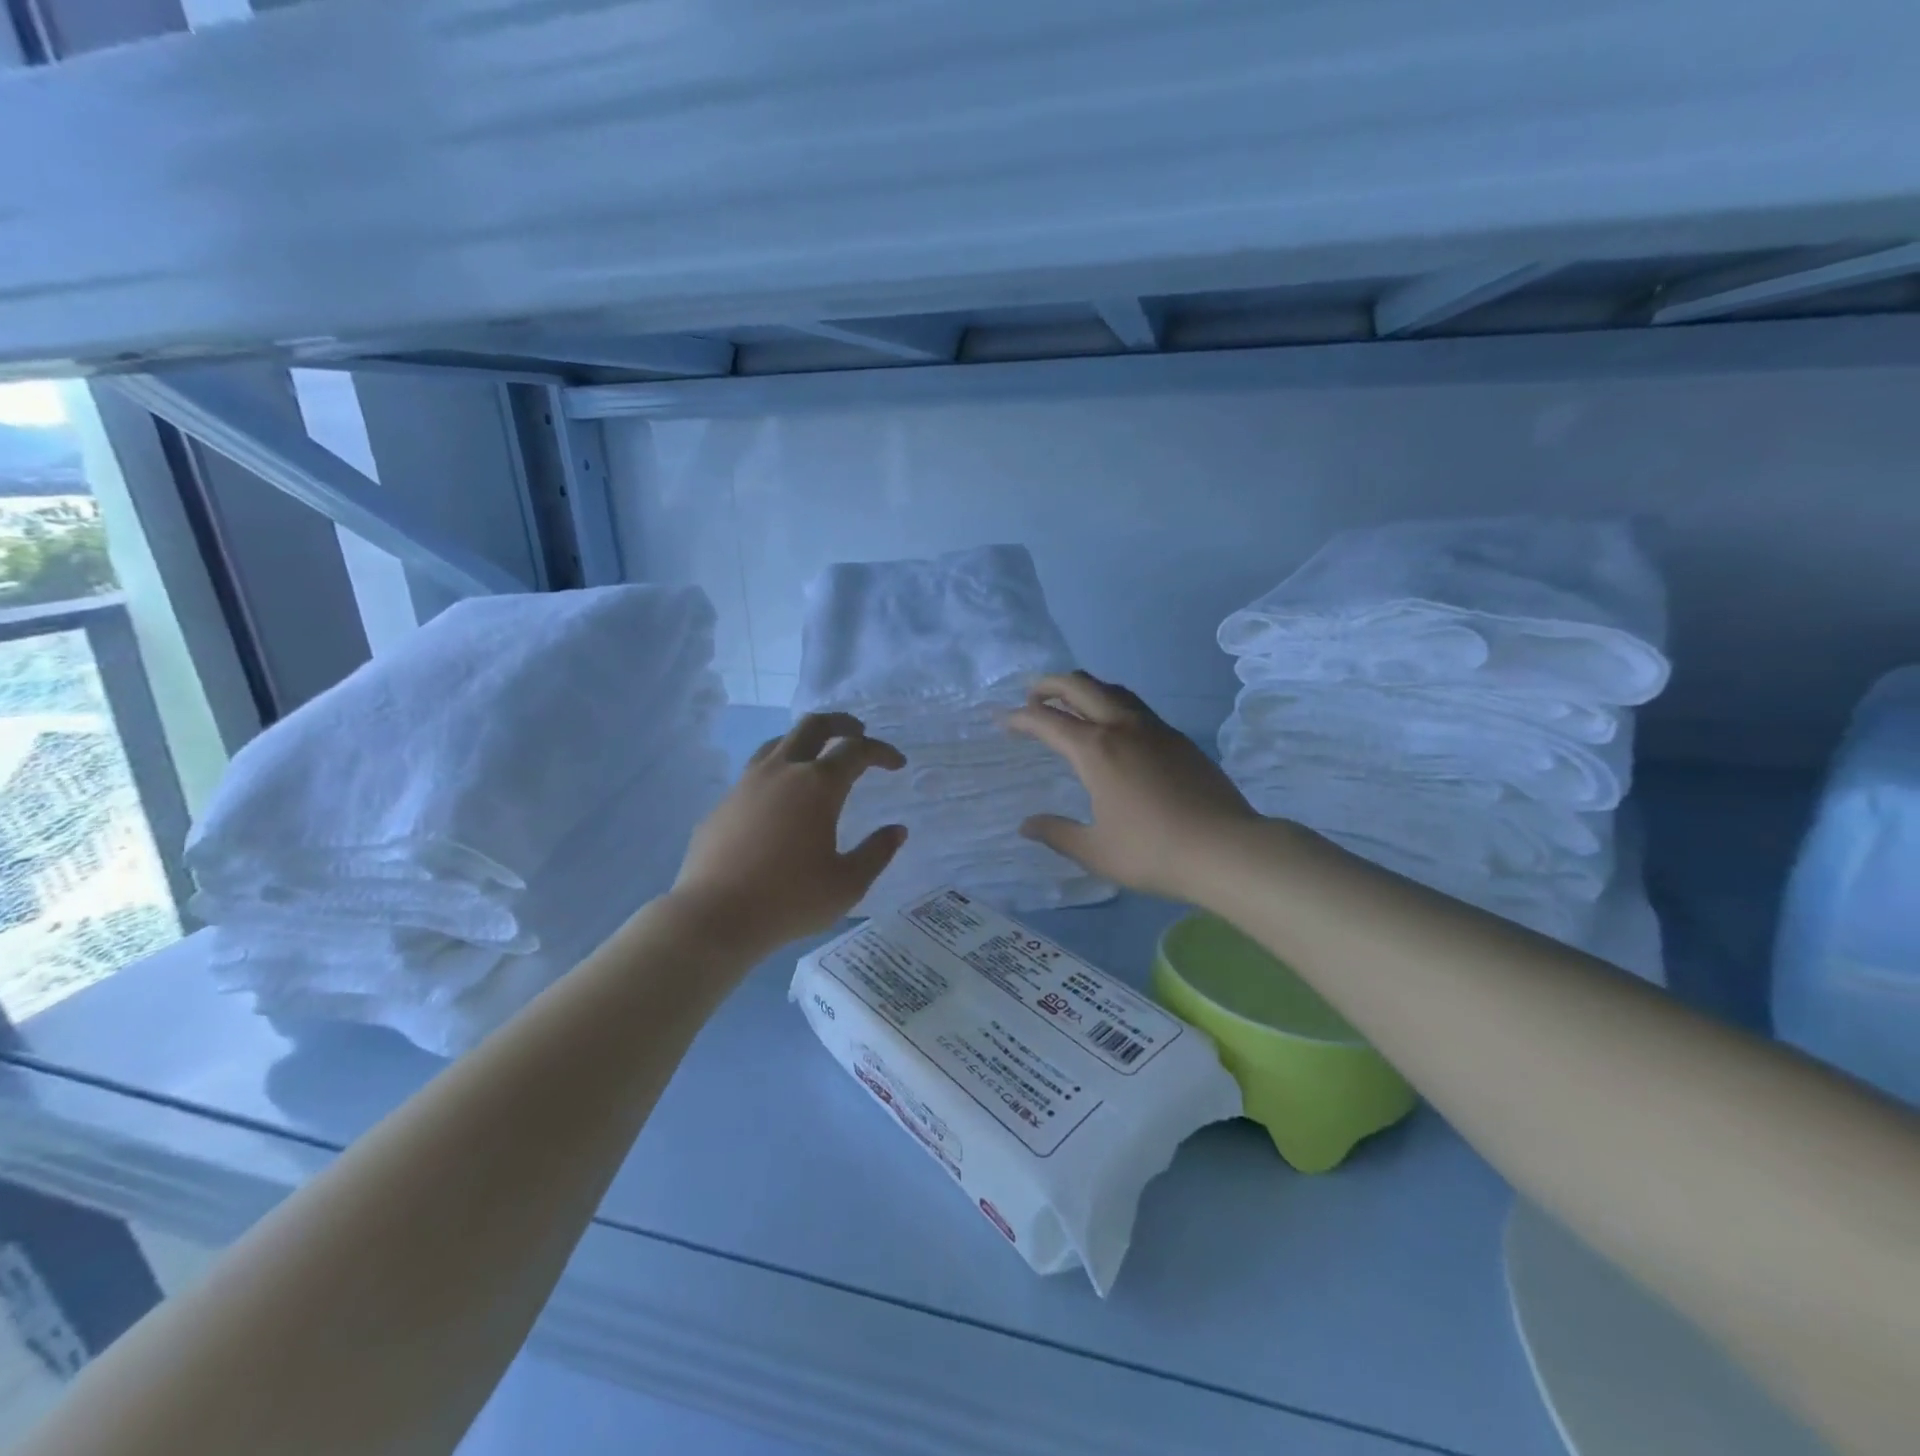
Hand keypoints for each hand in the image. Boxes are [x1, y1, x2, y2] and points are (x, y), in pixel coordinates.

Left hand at [669, 713, 907, 954]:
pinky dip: (777, 773)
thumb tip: (897, 830)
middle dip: (841, 723)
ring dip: (804, 742)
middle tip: (858, 732)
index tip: (896, 764)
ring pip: (778, 743)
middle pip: (813, 726)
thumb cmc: (790, 900)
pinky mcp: (722, 804)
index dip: (881, 751)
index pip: (856, 750)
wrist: (713, 916)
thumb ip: (876, 853)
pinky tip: (779, 801)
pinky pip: (754, 773)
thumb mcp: (847, 884)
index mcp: (818, 785)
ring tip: (817, 758)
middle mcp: (782, 772)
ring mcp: (746, 784)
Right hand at [1007, 672, 1259, 901]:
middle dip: (1049, 685)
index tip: (1003, 720)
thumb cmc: (1153, 852)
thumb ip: (1057, 833)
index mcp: (1096, 750)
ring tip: (1070, 703)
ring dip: (1084, 689)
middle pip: (1080, 686)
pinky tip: (1114, 728)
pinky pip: (1136, 707)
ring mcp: (1155, 729)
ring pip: (1113, 690)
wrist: (1226, 849)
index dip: (1020, 717)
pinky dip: (1112, 704)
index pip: (1047, 721)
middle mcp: (1122, 727)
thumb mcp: (1095, 850)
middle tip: (1031, 696)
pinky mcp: (1179, 739)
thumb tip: (1027, 825)